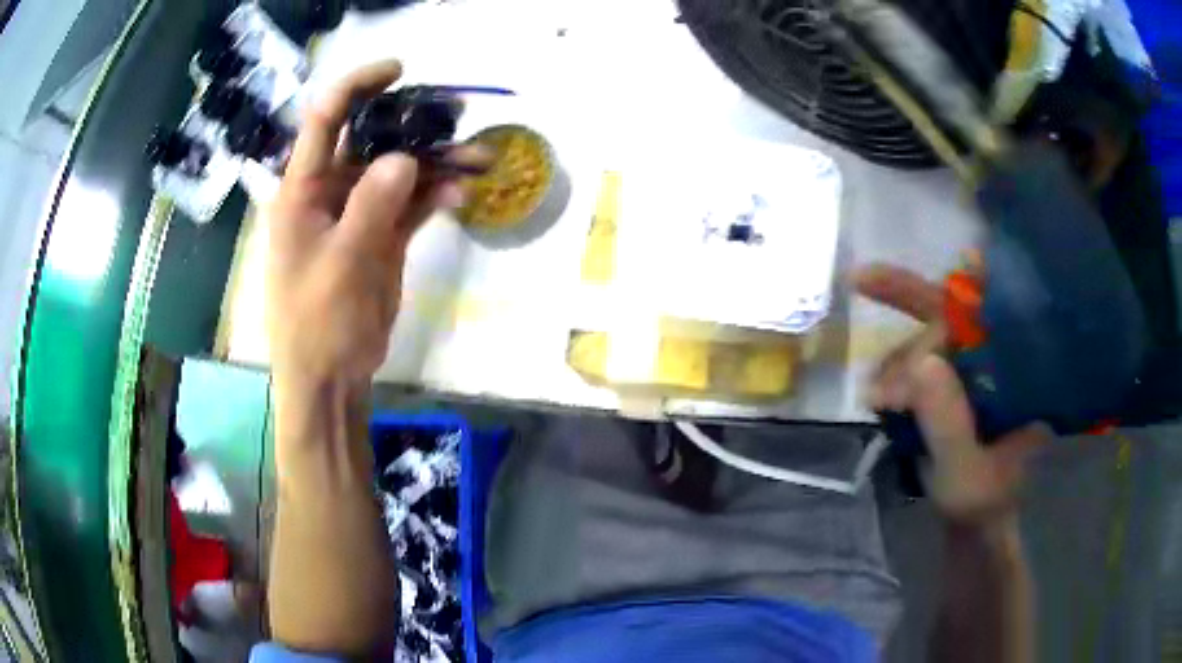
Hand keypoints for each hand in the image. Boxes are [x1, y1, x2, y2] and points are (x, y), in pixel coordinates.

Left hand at [267, 60, 484, 390]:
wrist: (330, 376)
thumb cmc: (317, 323)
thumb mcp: (340, 264)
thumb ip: (369, 207)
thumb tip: (404, 158)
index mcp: (302, 190)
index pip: (324, 120)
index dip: (358, 87)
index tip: (399, 72)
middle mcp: (329, 191)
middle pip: (371, 139)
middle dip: (412, 124)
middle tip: (455, 115)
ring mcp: (358, 213)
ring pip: (399, 171)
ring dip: (436, 162)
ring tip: (478, 158)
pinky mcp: (381, 236)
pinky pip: (412, 203)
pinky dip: (436, 196)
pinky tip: (462, 195)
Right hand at [855, 264, 1049, 523]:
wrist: (975, 520)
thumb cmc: (981, 502)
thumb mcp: (965, 475)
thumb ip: (949, 426)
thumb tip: (921, 363)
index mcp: (1022, 375)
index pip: (995, 315)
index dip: (970, 285)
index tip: (950, 262)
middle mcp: (1001, 359)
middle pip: (952, 323)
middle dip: (912, 346)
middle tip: (879, 387)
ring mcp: (974, 368)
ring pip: (928, 340)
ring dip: (897, 364)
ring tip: (878, 403)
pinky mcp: (953, 380)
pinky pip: (918, 360)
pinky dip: (893, 373)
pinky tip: (880, 395)